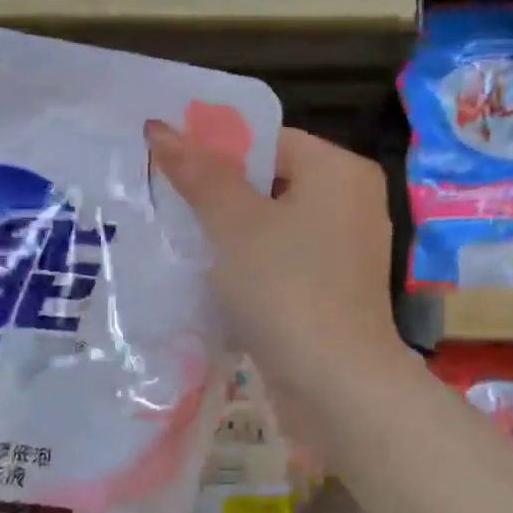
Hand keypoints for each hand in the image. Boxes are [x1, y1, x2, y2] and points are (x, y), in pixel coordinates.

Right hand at [145, 122, 409, 444]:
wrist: (336, 385)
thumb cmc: (287, 289)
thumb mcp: (235, 224)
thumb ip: (199, 173)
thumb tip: (160, 127)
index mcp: (341, 171)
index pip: (270, 141)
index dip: (216, 151)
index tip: (168, 169)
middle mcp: (353, 202)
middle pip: (272, 182)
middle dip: (219, 196)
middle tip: (166, 205)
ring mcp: (348, 249)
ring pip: (276, 226)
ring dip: (231, 235)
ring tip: (179, 240)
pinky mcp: (336, 289)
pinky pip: (286, 261)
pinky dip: (253, 265)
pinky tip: (211, 278)